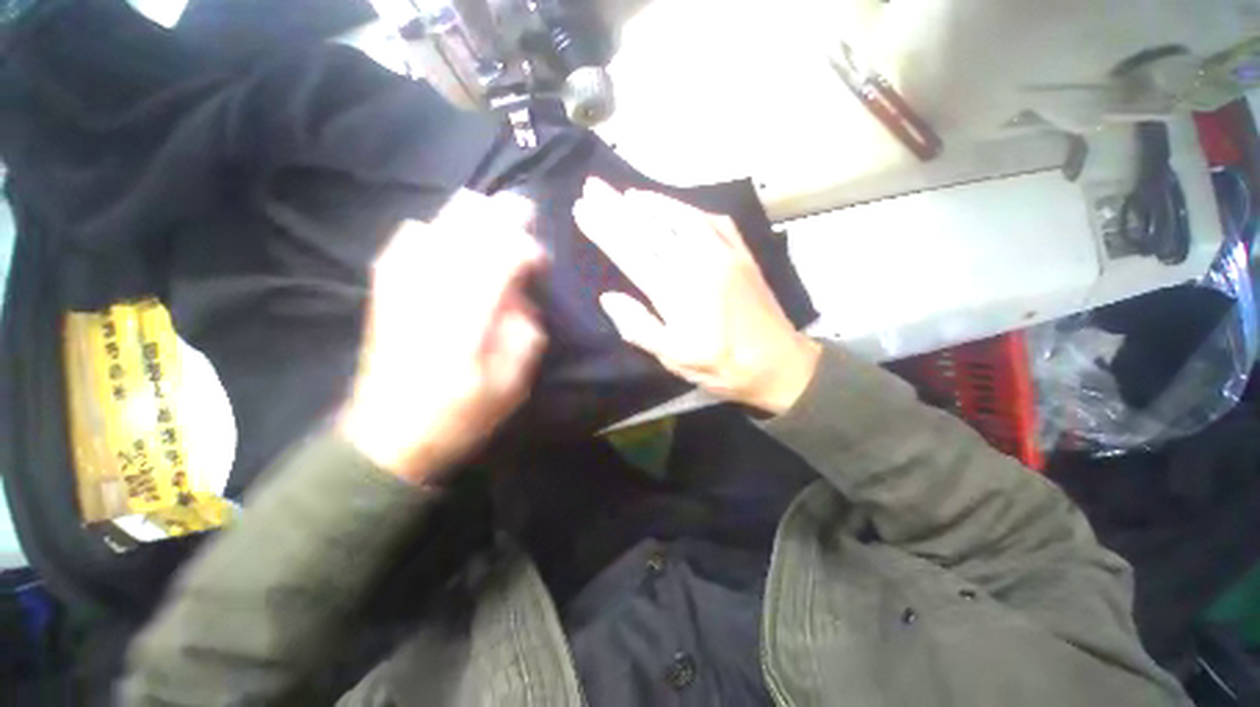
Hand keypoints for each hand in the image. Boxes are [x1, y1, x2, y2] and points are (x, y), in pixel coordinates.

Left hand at [338, 192, 547, 484]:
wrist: (389, 435)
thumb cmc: (460, 413)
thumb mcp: (512, 383)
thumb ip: (525, 331)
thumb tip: (520, 298)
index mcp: (468, 314)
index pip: (501, 256)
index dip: (525, 247)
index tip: (540, 259)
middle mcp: (433, 288)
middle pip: (467, 229)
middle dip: (499, 216)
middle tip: (522, 211)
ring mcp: (402, 283)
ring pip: (438, 225)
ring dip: (470, 217)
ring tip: (492, 218)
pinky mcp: (387, 288)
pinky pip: (410, 239)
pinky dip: (435, 230)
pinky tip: (448, 238)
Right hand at [574, 179, 818, 414]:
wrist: (779, 364)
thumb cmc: (722, 366)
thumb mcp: (675, 358)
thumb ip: (639, 327)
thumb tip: (608, 298)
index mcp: (675, 291)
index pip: (630, 252)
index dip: (604, 230)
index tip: (582, 209)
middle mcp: (696, 263)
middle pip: (649, 228)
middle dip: (617, 206)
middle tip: (594, 186)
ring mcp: (723, 254)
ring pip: (680, 217)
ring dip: (652, 202)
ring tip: (628, 192)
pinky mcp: (743, 255)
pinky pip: (715, 222)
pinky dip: (691, 210)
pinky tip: (679, 208)